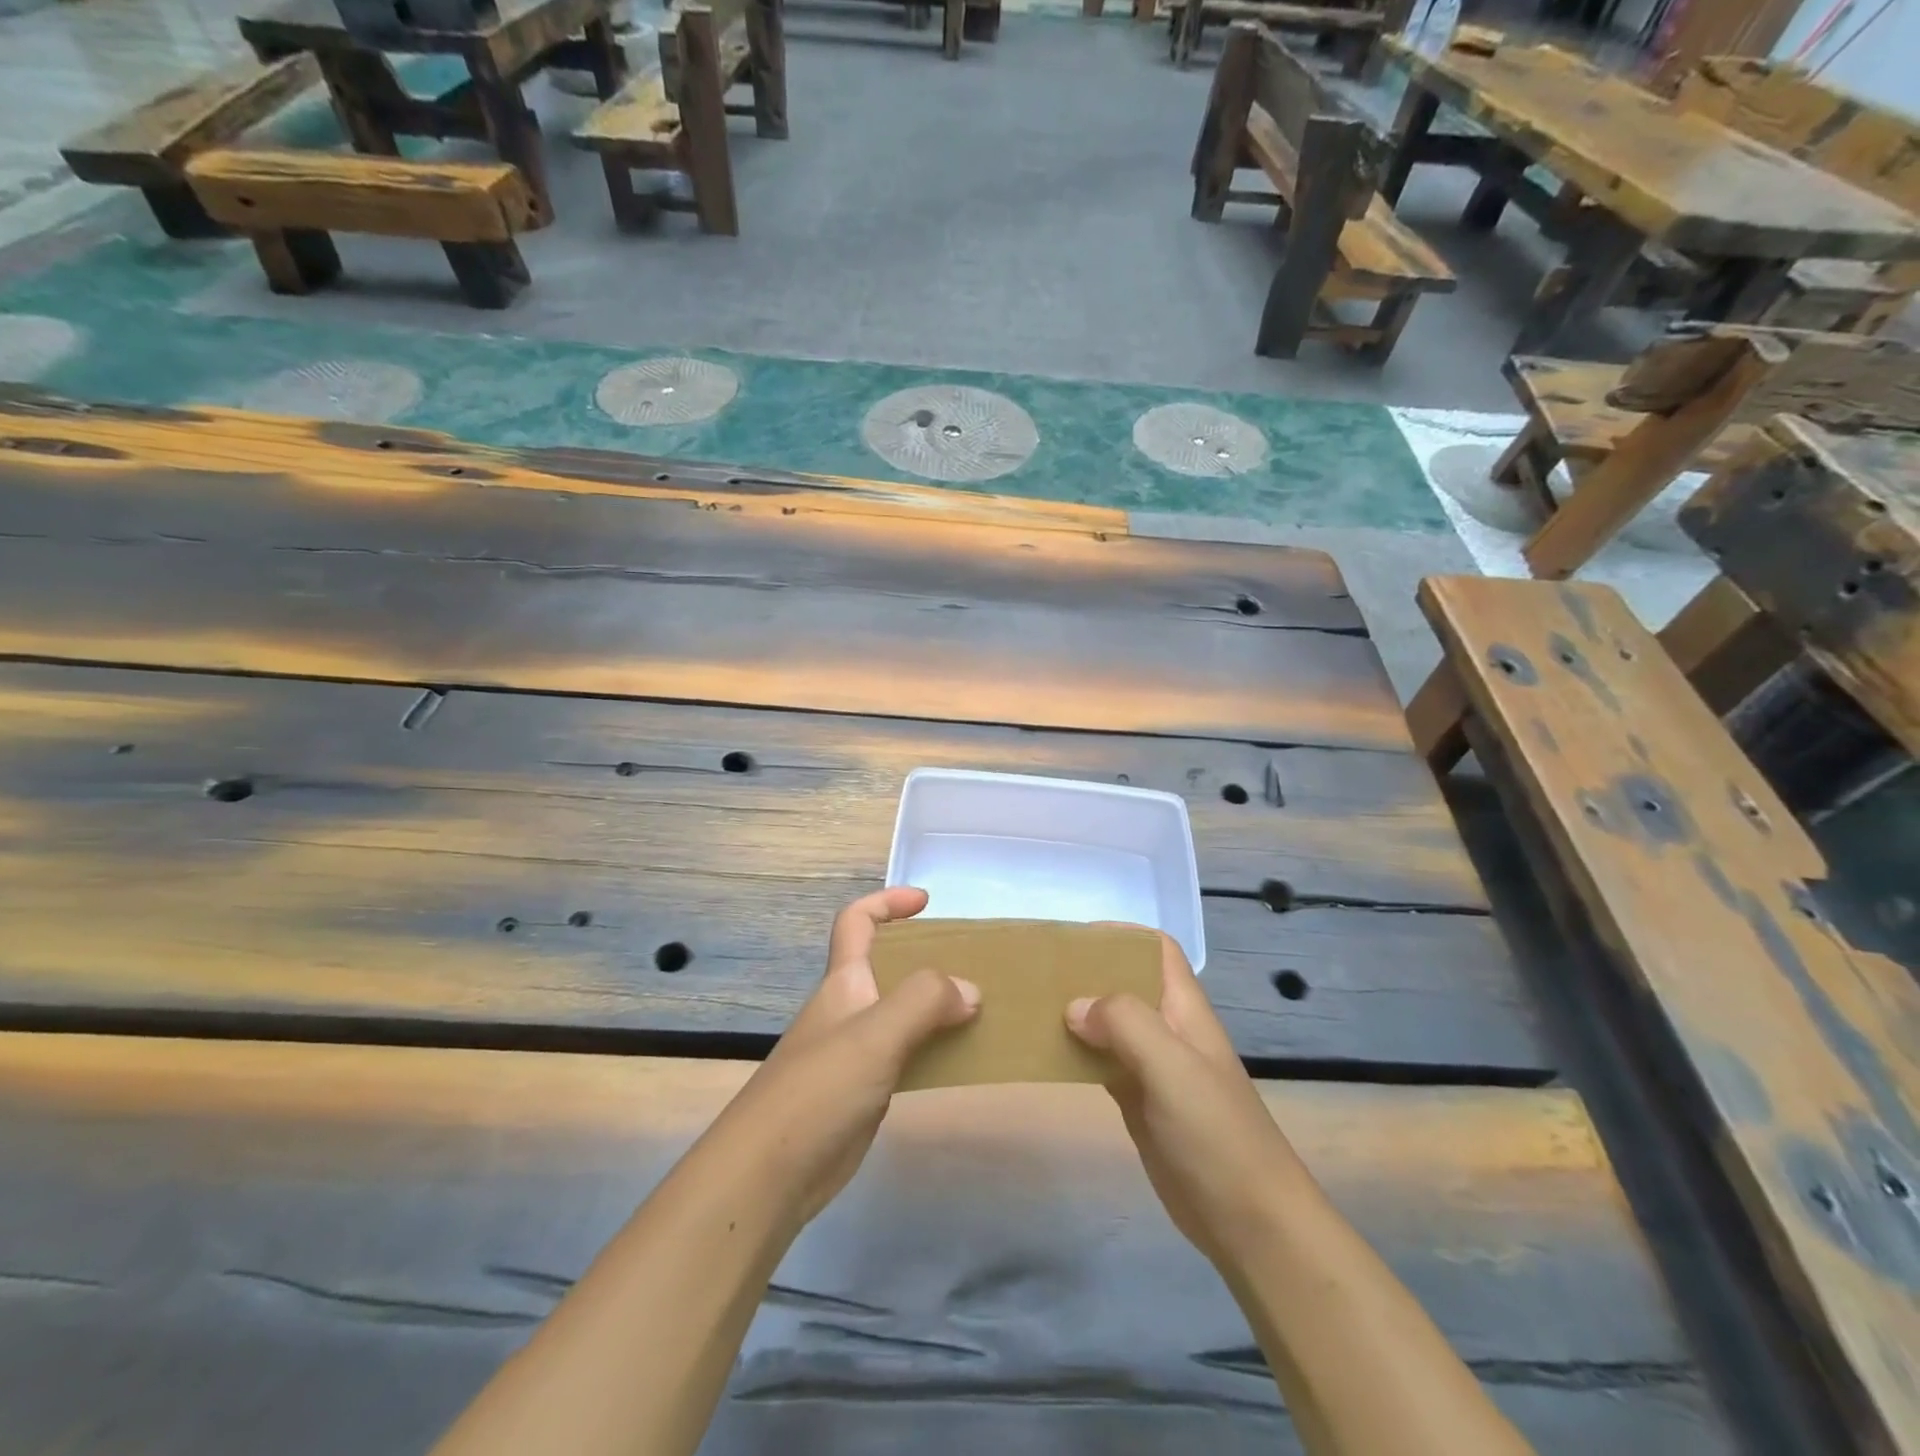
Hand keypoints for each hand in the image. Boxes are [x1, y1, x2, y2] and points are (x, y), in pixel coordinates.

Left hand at [713, 886, 979, 1230]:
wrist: (768, 1175)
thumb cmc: (819, 1089)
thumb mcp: (875, 1035)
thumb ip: (924, 1002)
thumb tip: (970, 991)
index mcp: (843, 982)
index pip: (857, 921)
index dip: (887, 902)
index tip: (928, 903)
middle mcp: (848, 1009)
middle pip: (886, 966)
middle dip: (927, 959)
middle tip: (972, 968)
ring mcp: (853, 1052)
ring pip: (900, 1013)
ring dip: (936, 1008)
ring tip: (980, 1013)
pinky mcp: (861, 1092)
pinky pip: (905, 1055)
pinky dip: (932, 1049)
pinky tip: (958, 1061)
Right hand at [1066, 934, 1313, 1267]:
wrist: (1249, 1221)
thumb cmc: (1215, 1133)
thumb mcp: (1172, 1066)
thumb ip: (1125, 1023)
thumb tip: (1074, 1006)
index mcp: (1184, 1009)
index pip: (1156, 949)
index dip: (1120, 935)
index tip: (1072, 940)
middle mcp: (1168, 1029)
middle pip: (1126, 982)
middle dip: (1087, 972)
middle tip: (1038, 973)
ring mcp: (1153, 1067)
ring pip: (1109, 1023)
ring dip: (1076, 1012)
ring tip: (1030, 1007)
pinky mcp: (1138, 1101)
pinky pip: (1101, 1062)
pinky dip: (1076, 1052)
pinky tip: (1046, 1053)